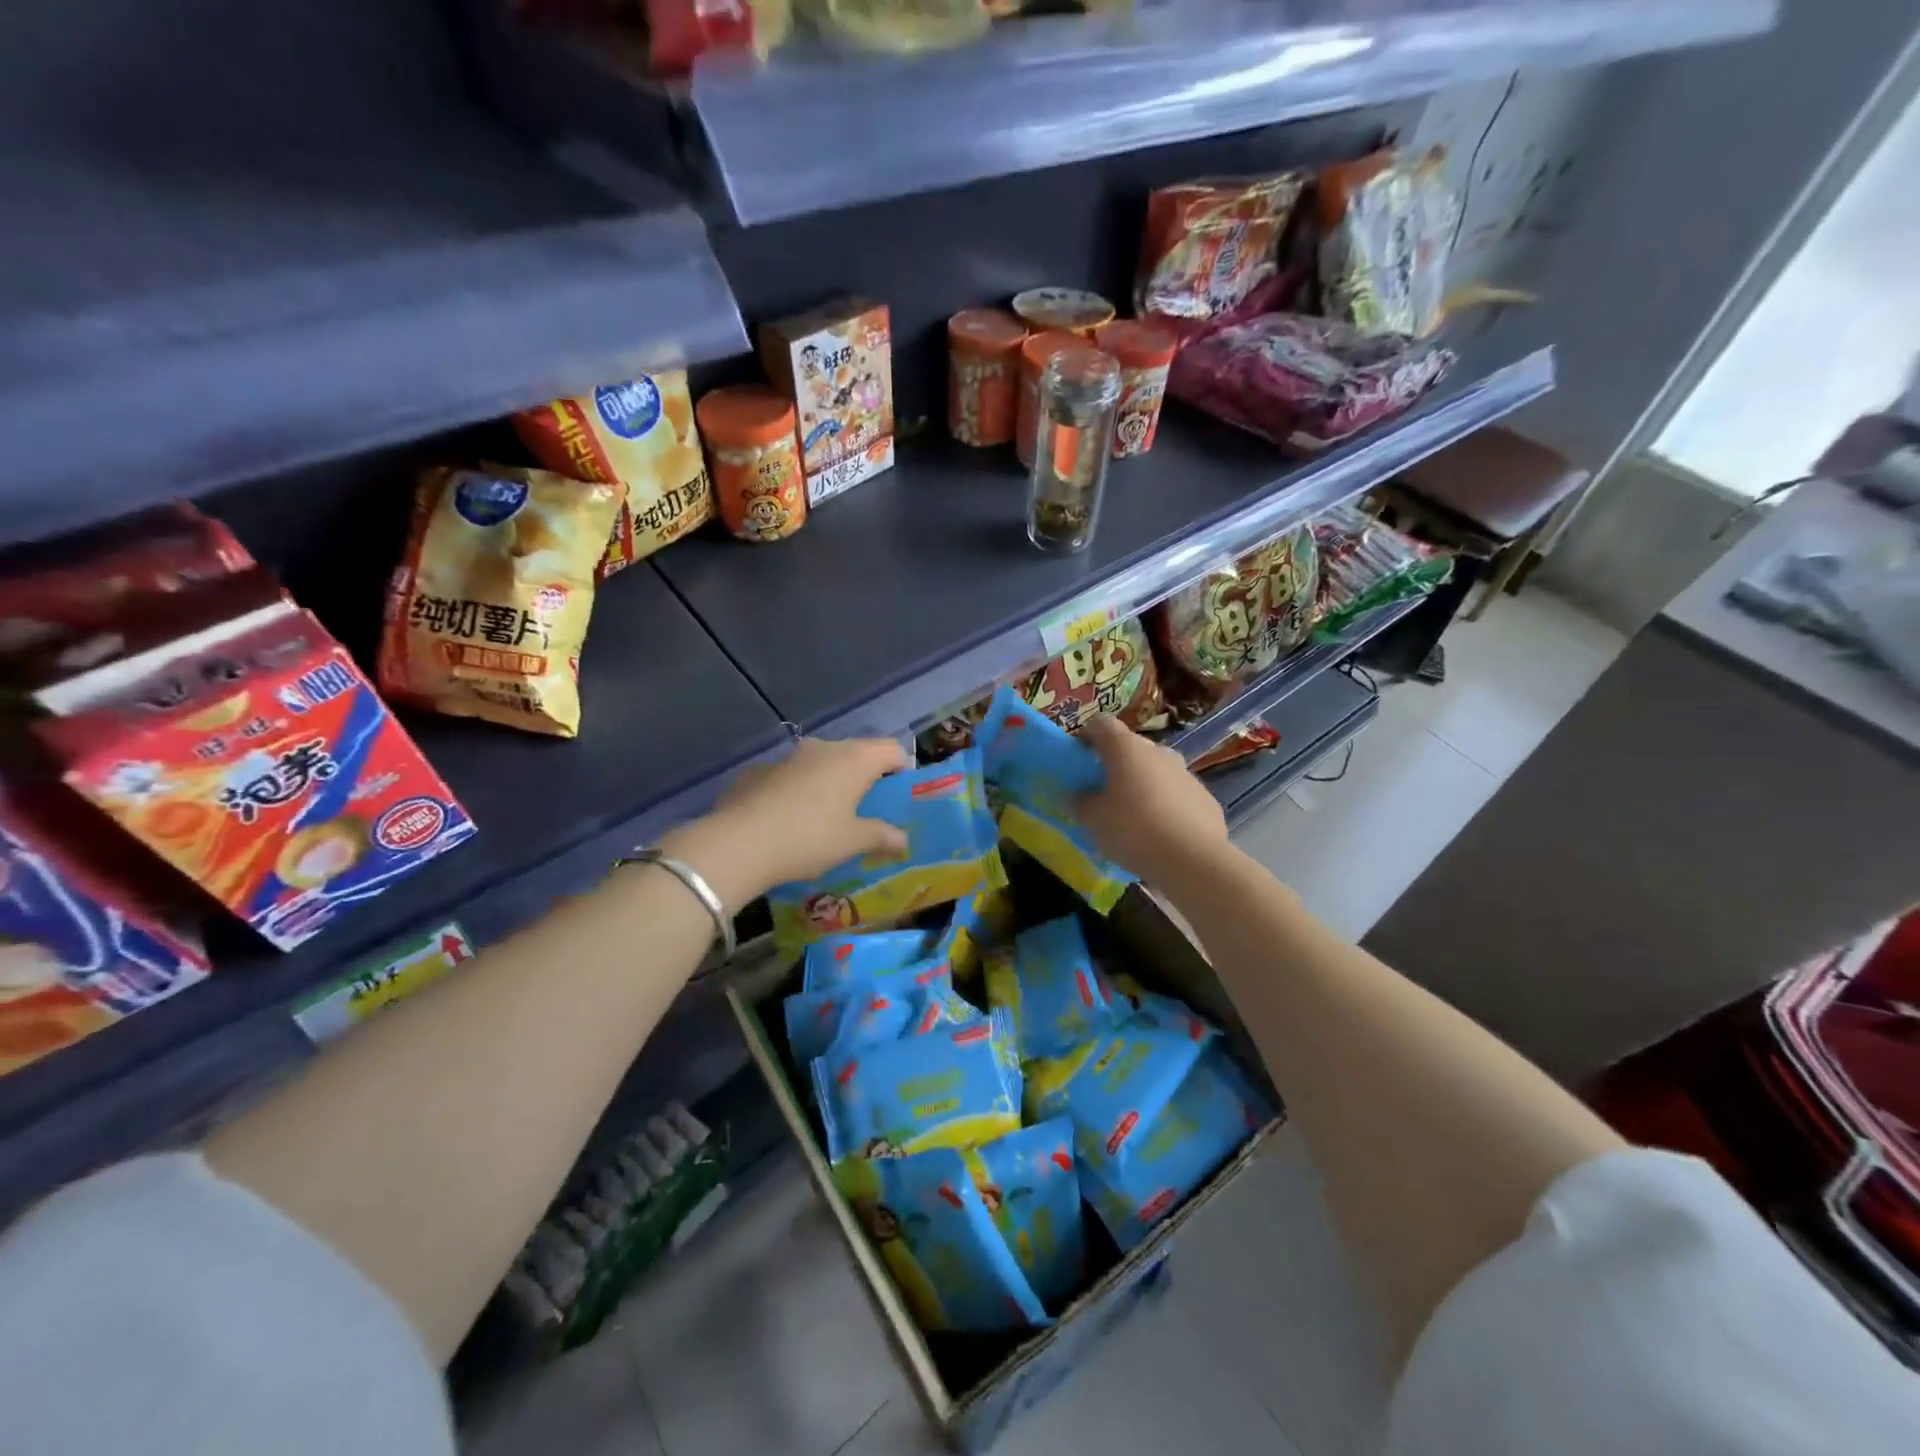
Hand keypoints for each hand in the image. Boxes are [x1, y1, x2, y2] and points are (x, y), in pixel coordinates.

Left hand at [663, 738, 909, 909]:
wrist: (738, 843)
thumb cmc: (809, 838)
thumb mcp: (852, 842)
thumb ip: (882, 836)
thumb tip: (903, 838)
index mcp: (854, 759)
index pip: (892, 750)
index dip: (901, 770)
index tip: (897, 798)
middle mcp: (823, 748)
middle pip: (856, 754)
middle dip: (864, 779)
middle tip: (865, 812)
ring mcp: (788, 757)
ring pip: (820, 764)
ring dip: (828, 784)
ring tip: (825, 819)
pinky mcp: (758, 771)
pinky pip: (790, 777)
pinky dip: (797, 792)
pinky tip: (788, 822)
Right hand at [1076, 716, 1228, 885]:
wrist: (1193, 860)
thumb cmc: (1133, 830)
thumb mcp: (1092, 819)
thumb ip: (1081, 801)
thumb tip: (1080, 794)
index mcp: (1126, 748)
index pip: (1101, 724)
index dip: (1087, 736)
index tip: (1079, 758)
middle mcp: (1158, 752)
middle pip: (1131, 747)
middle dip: (1116, 764)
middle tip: (1103, 792)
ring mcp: (1186, 773)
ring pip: (1156, 771)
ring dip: (1142, 784)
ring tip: (1134, 816)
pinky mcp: (1205, 797)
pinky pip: (1177, 794)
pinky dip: (1166, 804)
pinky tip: (1161, 832)